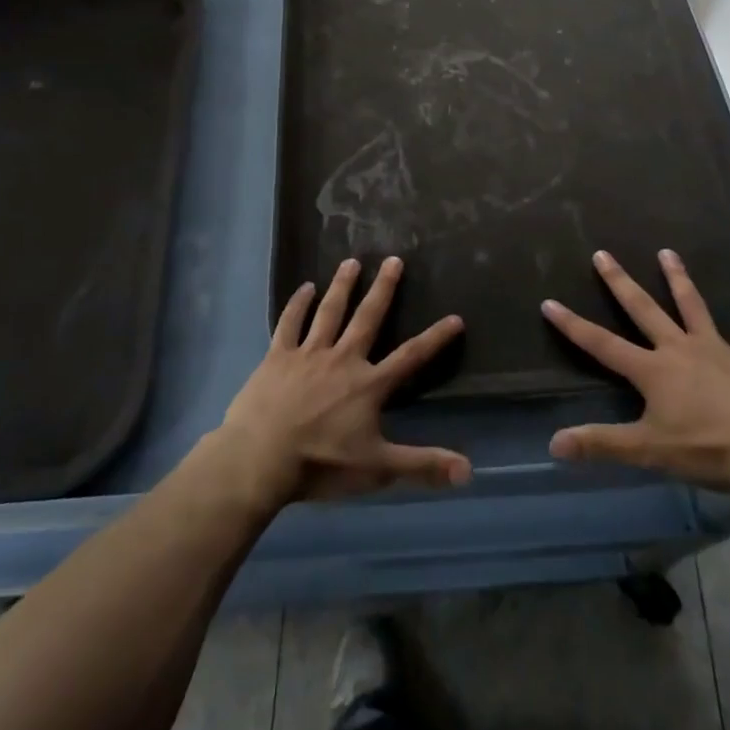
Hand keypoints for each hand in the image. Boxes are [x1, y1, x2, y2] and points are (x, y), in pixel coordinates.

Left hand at [218, 256, 470, 505]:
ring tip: (351, 261)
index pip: (410, 357)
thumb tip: (469, 471)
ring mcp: (308, 354)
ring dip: (342, 285)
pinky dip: (298, 304)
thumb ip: (422, 465)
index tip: (455, 317)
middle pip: (367, 317)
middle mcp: (342, 359)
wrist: (260, 458)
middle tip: (393, 259)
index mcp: (368, 384)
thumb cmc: (321, 464)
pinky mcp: (278, 356)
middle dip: (383, 288)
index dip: (435, 338)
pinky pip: (290, 323)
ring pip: (330, 311)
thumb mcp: (377, 469)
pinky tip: (305, 287)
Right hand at [541, 249, 729, 496]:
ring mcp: (716, 348)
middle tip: (602, 254)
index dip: (573, 325)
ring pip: (692, 306)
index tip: (549, 302)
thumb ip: (601, 444)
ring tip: (667, 252)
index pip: (602, 344)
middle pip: (644, 309)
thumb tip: (553, 443)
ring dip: (679, 279)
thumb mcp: (648, 450)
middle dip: (620, 282)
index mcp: (652, 370)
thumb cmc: (707, 450)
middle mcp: (679, 348)